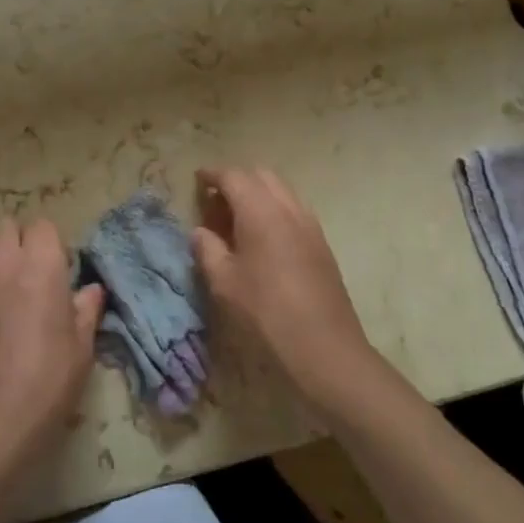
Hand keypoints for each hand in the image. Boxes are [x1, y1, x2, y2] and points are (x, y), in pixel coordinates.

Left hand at [0, 216, 103, 477]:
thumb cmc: (46, 382)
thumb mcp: (82, 348)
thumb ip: (86, 310)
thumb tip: (91, 290)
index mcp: (40, 266)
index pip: (42, 226)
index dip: (51, 244)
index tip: (57, 268)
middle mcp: (1, 263)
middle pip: (4, 223)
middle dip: (17, 238)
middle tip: (28, 268)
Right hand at [191, 167, 374, 416]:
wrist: (325, 348)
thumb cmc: (266, 313)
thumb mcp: (224, 283)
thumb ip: (207, 249)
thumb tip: (200, 231)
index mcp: (260, 211)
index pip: (233, 177)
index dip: (213, 175)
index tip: (198, 179)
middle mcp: (288, 208)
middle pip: (261, 176)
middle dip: (237, 181)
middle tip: (216, 203)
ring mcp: (310, 224)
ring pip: (281, 191)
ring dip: (258, 195)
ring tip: (238, 221)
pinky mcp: (322, 243)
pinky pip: (294, 210)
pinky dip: (275, 210)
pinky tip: (264, 239)